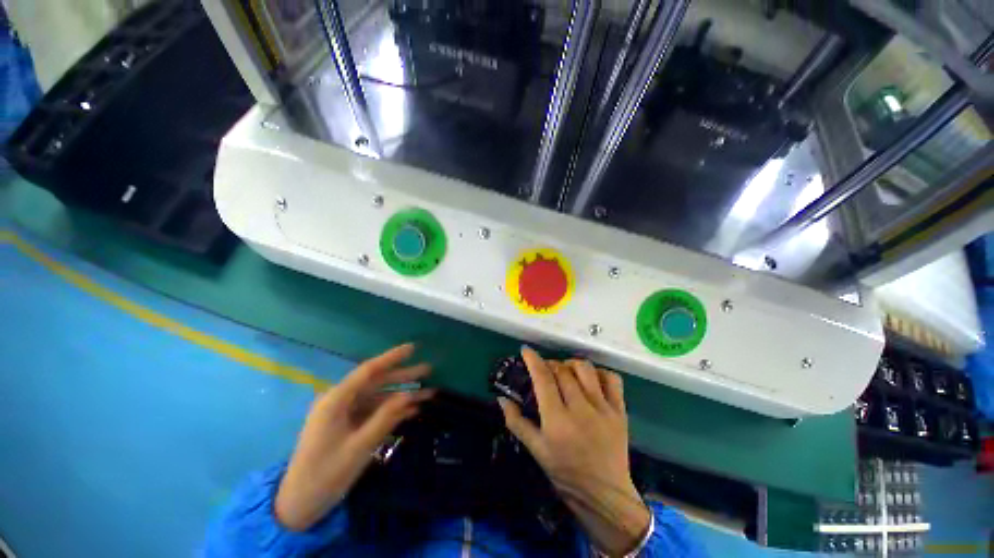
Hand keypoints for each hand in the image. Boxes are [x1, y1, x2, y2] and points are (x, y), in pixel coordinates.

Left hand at [275, 343, 434, 530]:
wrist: (299, 505)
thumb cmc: (325, 475)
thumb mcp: (359, 447)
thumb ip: (385, 417)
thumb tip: (408, 395)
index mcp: (336, 400)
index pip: (369, 371)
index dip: (392, 357)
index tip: (413, 348)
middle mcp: (340, 401)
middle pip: (377, 382)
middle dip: (403, 376)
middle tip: (428, 369)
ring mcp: (344, 414)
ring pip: (379, 397)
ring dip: (402, 395)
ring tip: (429, 392)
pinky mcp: (348, 425)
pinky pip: (374, 412)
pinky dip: (393, 411)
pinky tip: (413, 410)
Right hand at [498, 347, 649, 556]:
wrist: (605, 494)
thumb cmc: (565, 473)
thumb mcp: (536, 450)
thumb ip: (516, 422)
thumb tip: (501, 398)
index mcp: (557, 420)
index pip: (543, 378)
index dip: (533, 360)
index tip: (526, 350)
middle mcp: (580, 409)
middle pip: (562, 370)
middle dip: (550, 363)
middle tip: (545, 369)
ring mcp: (603, 408)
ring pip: (585, 369)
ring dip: (571, 364)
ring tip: (566, 371)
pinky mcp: (620, 411)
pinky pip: (612, 379)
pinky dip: (599, 372)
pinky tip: (591, 379)